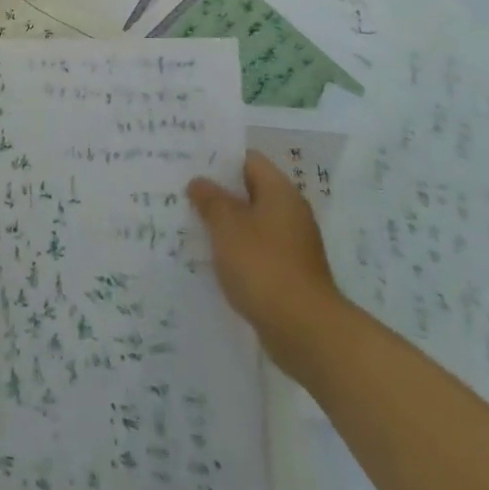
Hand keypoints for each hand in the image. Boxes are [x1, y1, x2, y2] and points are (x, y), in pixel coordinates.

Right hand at [188, 151, 346, 366]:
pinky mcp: (288, 273)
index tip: (190, 163)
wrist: (305, 331)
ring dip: (225, 224)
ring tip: (190, 224)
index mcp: (280, 192)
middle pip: (249, 191)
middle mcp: (290, 213)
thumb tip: (199, 182)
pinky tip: (211, 258)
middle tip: (183, 192)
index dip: (219, 158)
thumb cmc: (263, 266)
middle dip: (218, 192)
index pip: (248, 160)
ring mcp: (291, 245)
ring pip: (251, 222)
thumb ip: (210, 199)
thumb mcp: (227, 226)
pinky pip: (255, 250)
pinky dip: (235, 250)